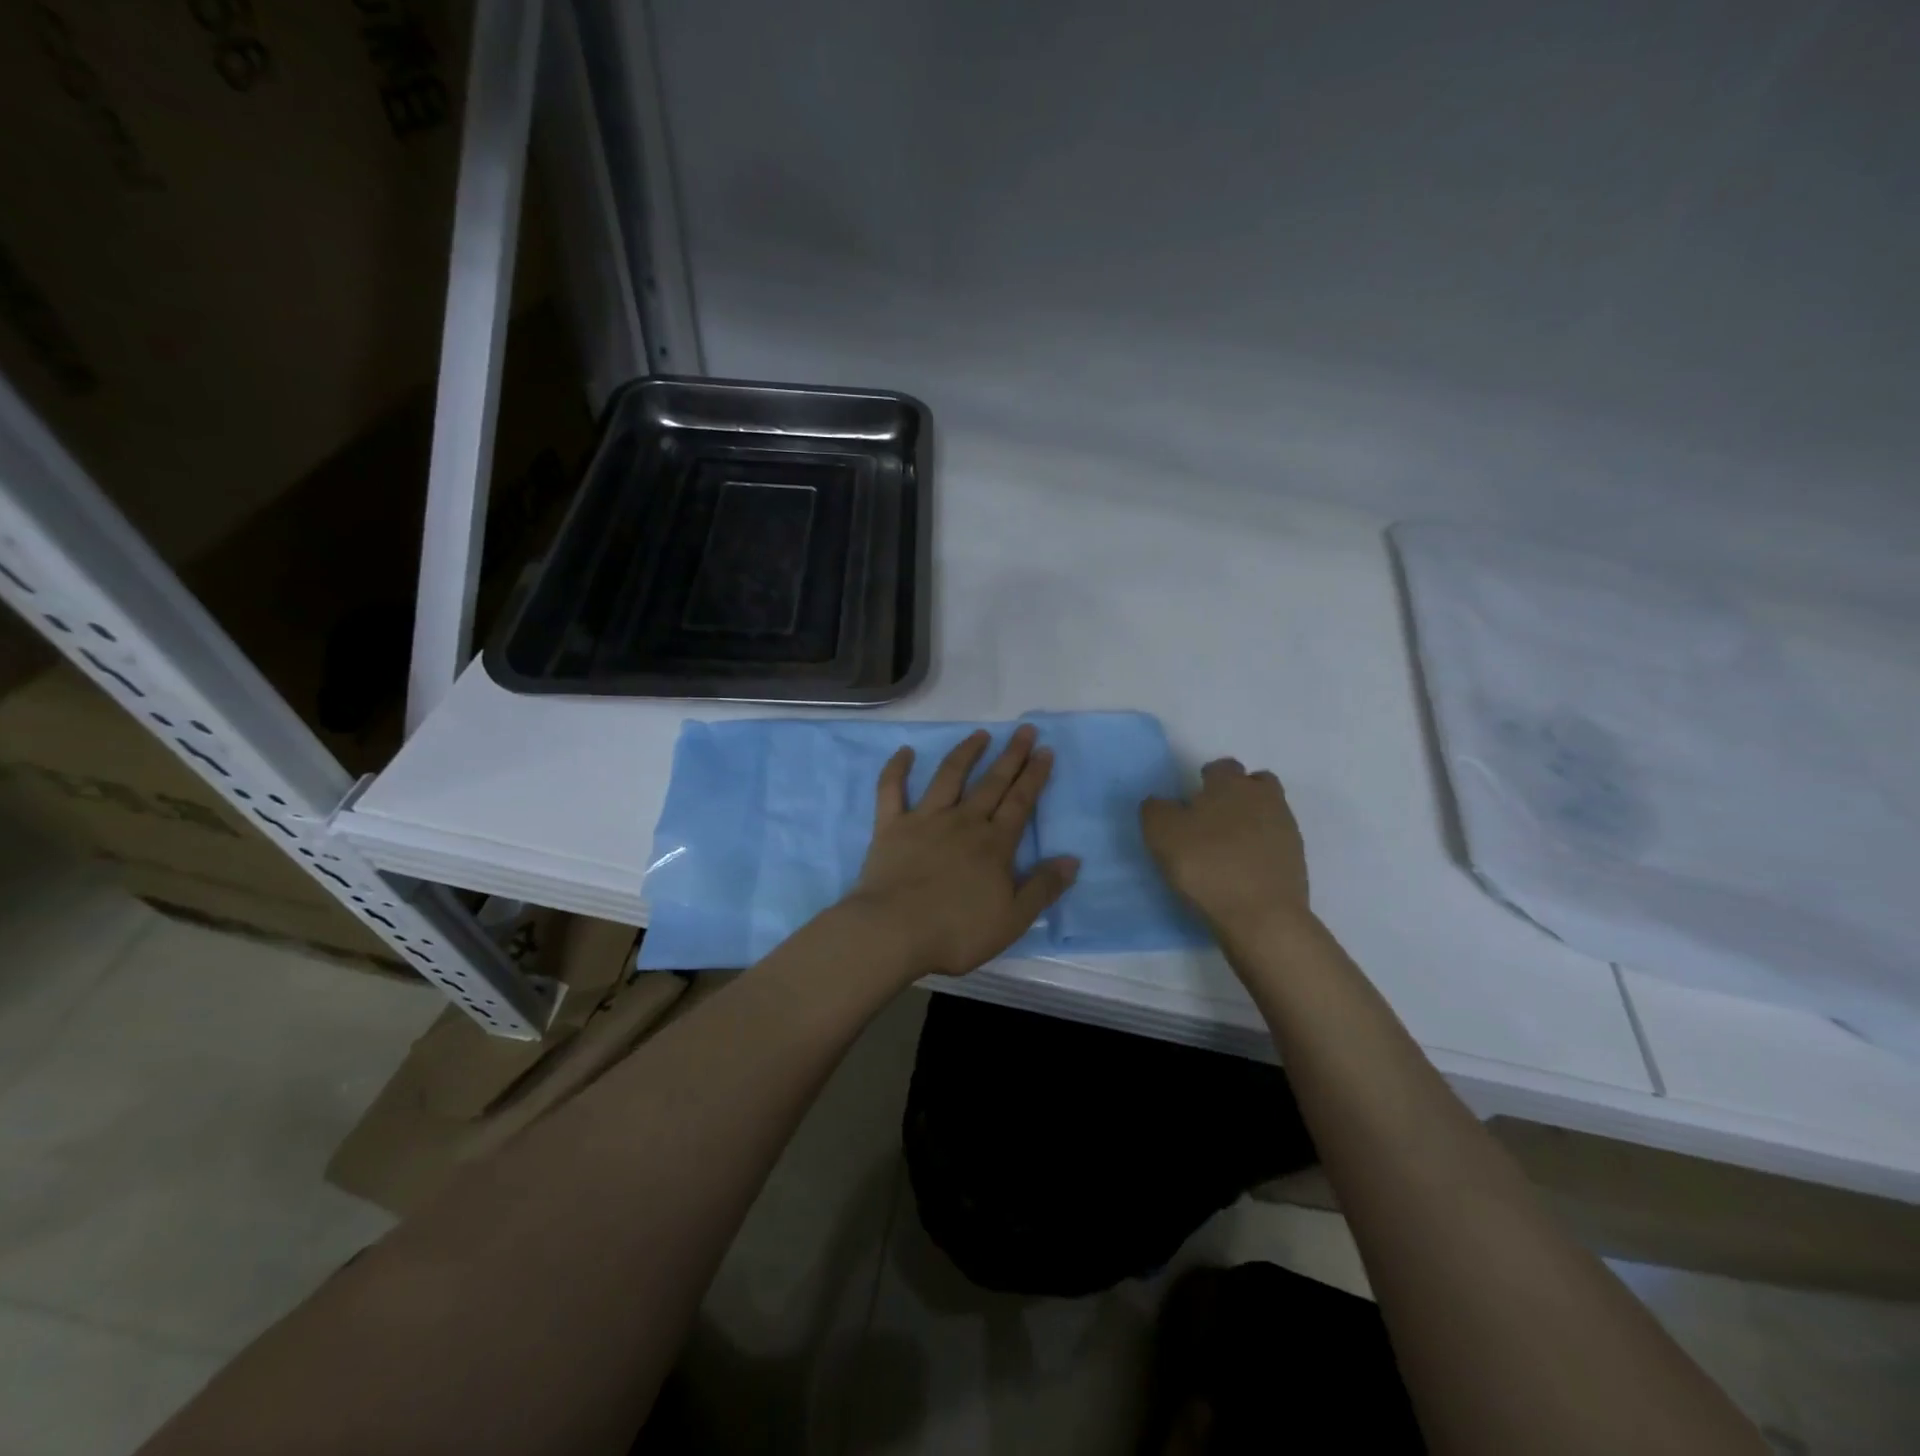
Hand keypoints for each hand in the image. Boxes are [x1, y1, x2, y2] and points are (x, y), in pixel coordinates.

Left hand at [844, 725, 1079, 977]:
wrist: (893, 932)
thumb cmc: (956, 931)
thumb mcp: (1012, 919)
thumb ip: (1042, 888)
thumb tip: (1072, 860)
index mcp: (994, 844)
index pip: (1021, 802)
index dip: (1034, 775)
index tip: (1045, 750)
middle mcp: (963, 821)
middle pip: (992, 782)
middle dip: (1011, 755)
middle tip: (1024, 730)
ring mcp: (925, 819)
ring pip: (949, 776)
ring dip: (966, 752)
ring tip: (980, 733)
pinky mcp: (891, 826)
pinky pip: (892, 790)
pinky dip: (897, 768)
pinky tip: (905, 751)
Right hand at [1141, 758, 1310, 934]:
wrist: (1261, 916)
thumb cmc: (1206, 865)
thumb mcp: (1161, 834)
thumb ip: (1156, 810)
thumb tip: (1161, 802)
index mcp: (1230, 783)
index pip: (1221, 767)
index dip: (1206, 779)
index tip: (1191, 800)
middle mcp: (1264, 797)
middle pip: (1254, 783)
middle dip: (1236, 793)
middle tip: (1213, 819)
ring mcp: (1286, 828)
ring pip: (1268, 811)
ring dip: (1251, 820)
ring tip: (1228, 846)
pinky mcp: (1297, 860)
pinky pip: (1275, 842)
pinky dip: (1261, 848)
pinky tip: (1243, 868)